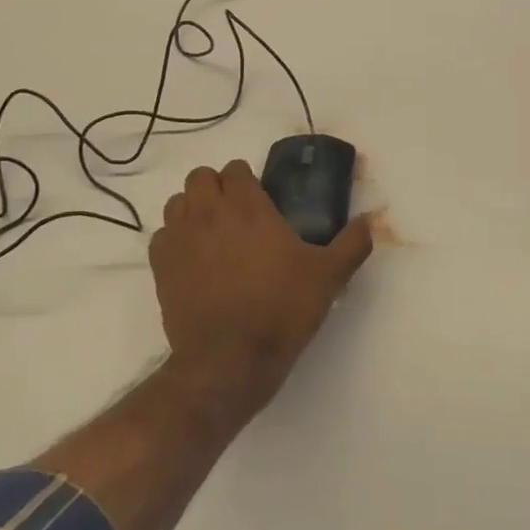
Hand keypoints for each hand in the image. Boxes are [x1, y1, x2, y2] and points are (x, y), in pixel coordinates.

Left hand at [151, 159, 372, 413]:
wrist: (229, 361)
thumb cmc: (281, 310)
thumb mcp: (328, 277)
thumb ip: (352, 243)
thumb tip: (369, 220)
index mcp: (247, 206)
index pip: (236, 169)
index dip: (247, 181)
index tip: (261, 201)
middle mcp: (208, 213)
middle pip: (201, 177)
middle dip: (217, 188)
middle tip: (237, 215)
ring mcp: (179, 238)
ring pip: (177, 202)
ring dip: (193, 209)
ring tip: (213, 234)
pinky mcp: (160, 267)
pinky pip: (162, 236)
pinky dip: (175, 239)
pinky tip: (193, 260)